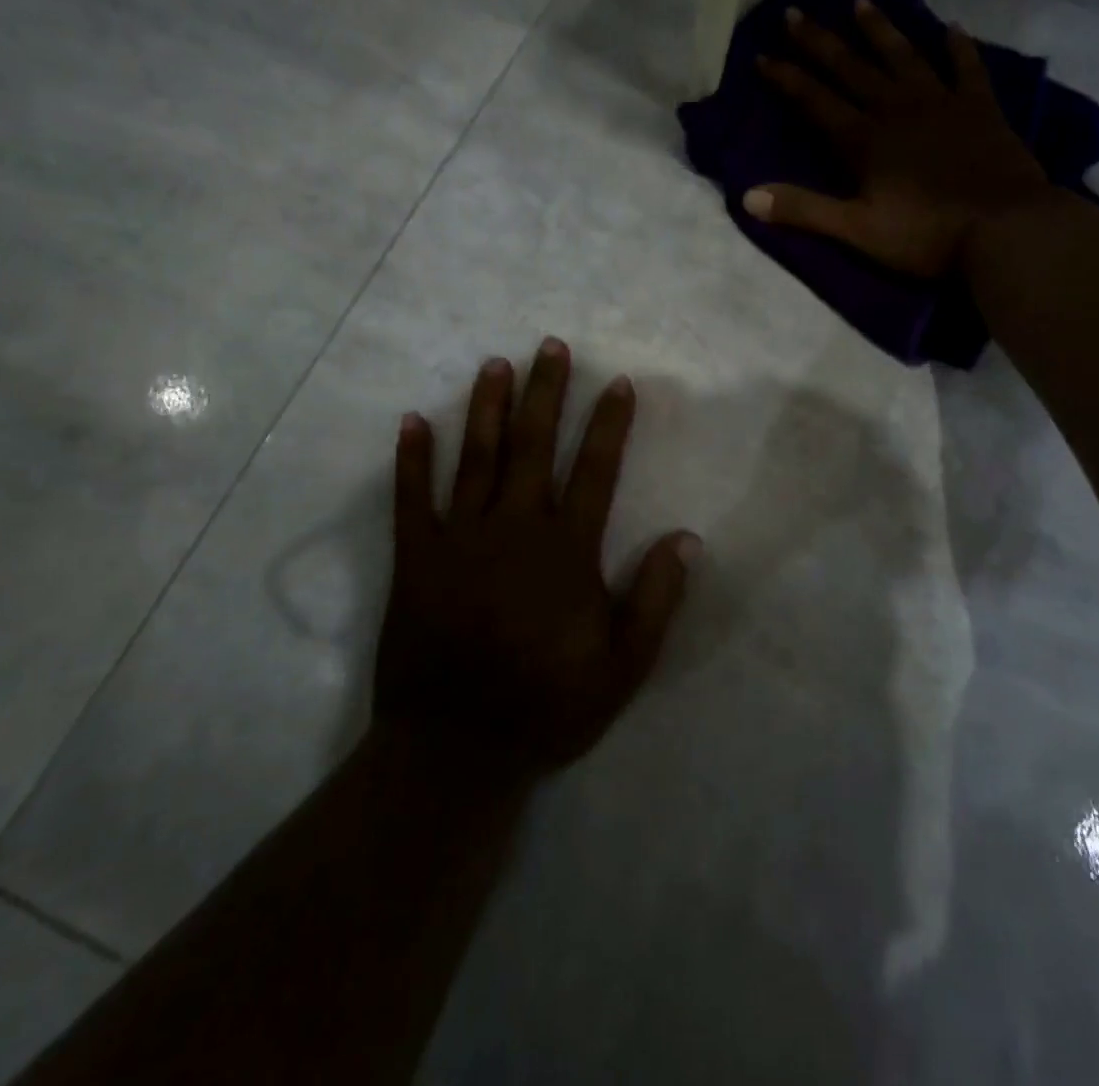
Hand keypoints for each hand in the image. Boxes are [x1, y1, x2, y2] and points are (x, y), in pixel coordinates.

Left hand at [376, 338, 699, 782]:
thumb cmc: (546, 705)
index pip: (595, 470)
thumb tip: (688, 538)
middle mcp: (514, 529)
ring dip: (487, 409)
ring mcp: (459, 540)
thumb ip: (656, 599)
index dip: (609, 424)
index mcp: (566, 550)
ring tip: (495, 364)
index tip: (617, 382)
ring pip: (476, 459)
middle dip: (546, 393)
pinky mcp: (415, 559)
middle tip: (550, 347)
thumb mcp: (623, 666)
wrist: (454, 751)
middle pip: (534, 446)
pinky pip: (411, 499)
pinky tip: (413, 421)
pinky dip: (411, 459)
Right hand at [749, 0, 1049, 277]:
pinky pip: (966, 69)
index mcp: (865, 141)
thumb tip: (747, 196)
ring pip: (904, 57)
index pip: (816, 101)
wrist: (1004, 229)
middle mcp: (898, 110)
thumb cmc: (926, 236)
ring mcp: (942, 104)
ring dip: (880, 30)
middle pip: (852, 68)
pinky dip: (958, 48)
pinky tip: (951, 28)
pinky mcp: (981, 109)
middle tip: (795, 12)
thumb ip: (805, 210)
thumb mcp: (857, 231)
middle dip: (820, 42)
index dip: (787, 78)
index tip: (762, 55)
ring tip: (860, 2)